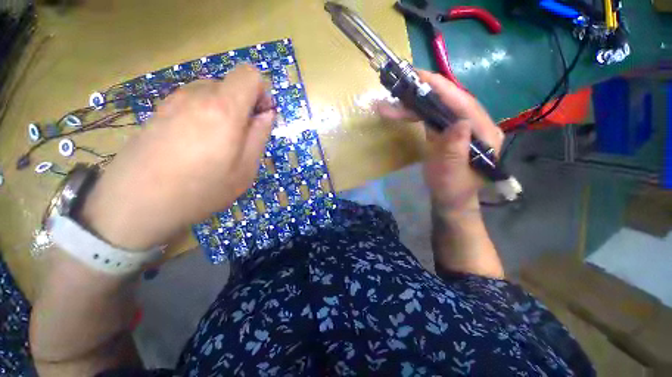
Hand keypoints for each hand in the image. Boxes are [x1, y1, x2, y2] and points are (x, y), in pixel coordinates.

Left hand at [80, 65, 274, 249]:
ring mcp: (173, 101)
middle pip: (231, 84)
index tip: (261, 118)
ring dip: (224, 112)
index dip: (262, 93)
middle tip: (241, 139)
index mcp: (223, 108)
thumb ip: (260, 136)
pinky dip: (204, 116)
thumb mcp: (245, 169)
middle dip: (244, 106)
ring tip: (218, 144)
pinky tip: (195, 145)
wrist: (134, 206)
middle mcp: (197, 95)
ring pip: (211, 93)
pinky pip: (192, 103)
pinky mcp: (158, 112)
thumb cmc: (201, 190)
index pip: (249, 74)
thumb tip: (267, 114)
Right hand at [377, 70, 503, 214]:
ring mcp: (461, 127)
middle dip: (426, 91)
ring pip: (439, 107)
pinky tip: (403, 110)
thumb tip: (460, 123)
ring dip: (417, 101)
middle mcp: (476, 125)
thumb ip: (457, 152)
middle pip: (451, 101)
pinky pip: (432, 116)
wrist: (449, 199)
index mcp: (484, 134)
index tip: (421, 76)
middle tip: (404, 83)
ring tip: (396, 97)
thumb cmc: (452, 190)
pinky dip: (416, 112)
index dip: (443, 89)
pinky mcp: (448, 131)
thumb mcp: (453, 176)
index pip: (464, 104)